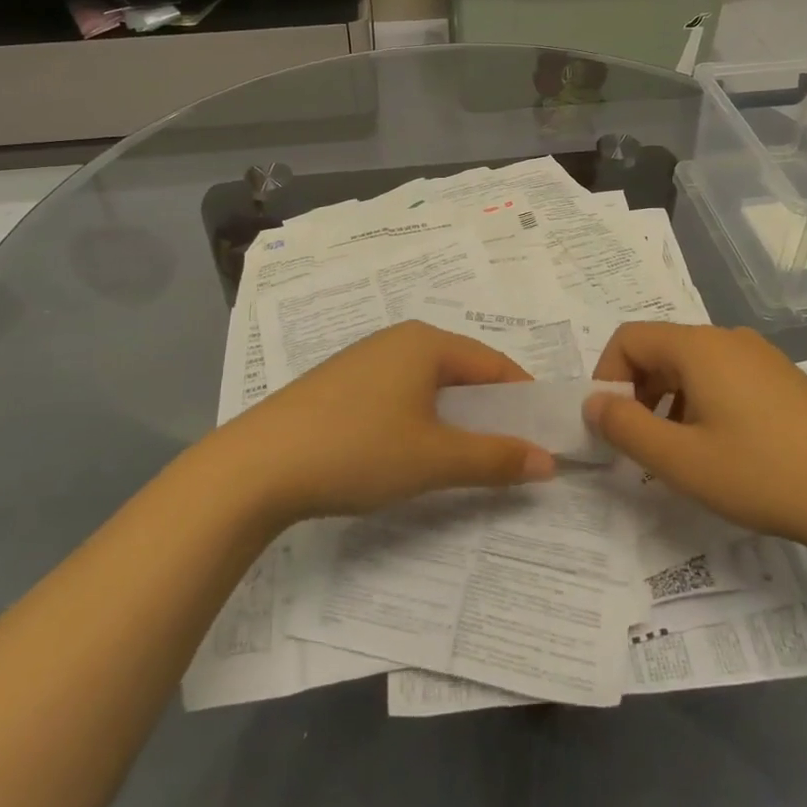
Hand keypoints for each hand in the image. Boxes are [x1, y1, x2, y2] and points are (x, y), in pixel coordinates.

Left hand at [205, 322, 554, 526]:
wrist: (258, 465)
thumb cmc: (358, 449)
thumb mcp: (434, 458)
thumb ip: (495, 458)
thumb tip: (548, 461)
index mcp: (427, 342)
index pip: (495, 364)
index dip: (524, 400)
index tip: (543, 438)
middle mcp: (397, 340)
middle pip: (462, 372)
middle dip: (489, 412)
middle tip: (508, 454)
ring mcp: (364, 360)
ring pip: (428, 386)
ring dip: (453, 419)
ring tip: (463, 459)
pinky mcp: (340, 385)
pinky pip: (398, 395)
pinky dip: (419, 420)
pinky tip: (411, 453)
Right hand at [583, 322, 806, 560]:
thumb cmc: (764, 475)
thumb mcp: (681, 461)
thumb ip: (625, 427)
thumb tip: (592, 402)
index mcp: (699, 347)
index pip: (628, 338)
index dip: (605, 376)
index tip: (610, 425)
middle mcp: (728, 338)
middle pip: (659, 349)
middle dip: (636, 392)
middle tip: (639, 445)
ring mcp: (760, 356)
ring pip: (691, 366)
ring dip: (667, 401)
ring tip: (678, 452)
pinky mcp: (782, 379)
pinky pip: (722, 377)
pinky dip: (700, 403)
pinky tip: (719, 449)